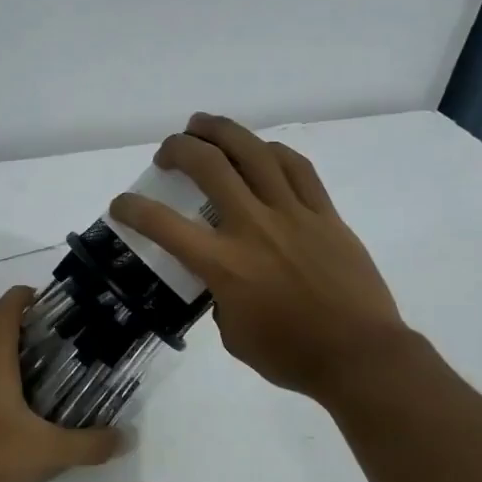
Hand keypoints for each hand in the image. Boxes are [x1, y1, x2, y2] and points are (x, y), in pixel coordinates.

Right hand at [109, 113, 407, 399]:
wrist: (360, 356)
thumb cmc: (291, 355)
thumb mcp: (233, 335)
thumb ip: (218, 298)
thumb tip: (222, 280)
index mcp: (223, 264)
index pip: (162, 224)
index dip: (131, 209)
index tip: (120, 204)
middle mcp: (252, 227)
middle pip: (208, 166)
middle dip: (178, 148)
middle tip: (168, 151)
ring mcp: (292, 215)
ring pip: (253, 153)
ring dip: (221, 131)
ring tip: (203, 125)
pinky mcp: (324, 214)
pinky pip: (297, 168)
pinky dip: (271, 151)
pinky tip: (260, 150)